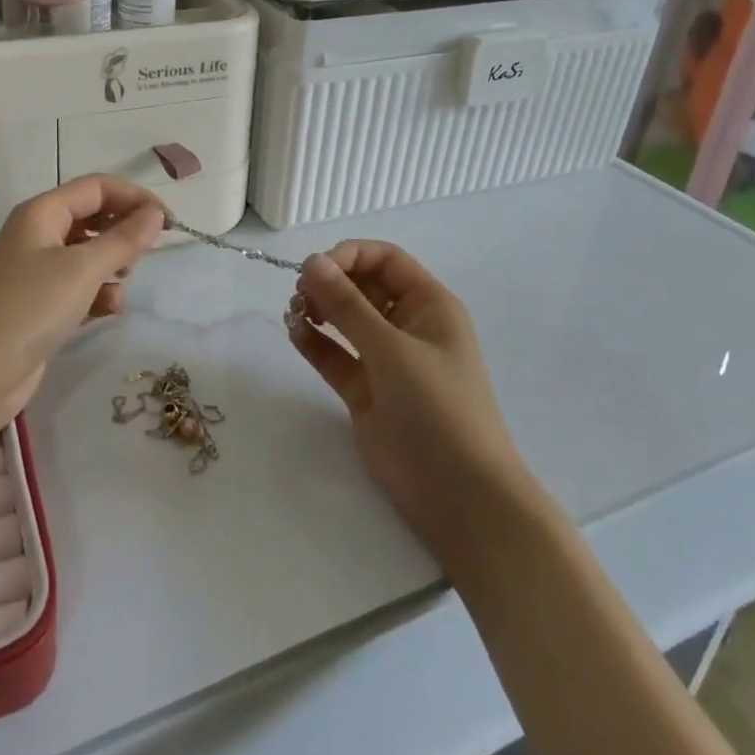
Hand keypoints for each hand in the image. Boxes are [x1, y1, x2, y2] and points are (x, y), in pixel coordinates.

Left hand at [0, 175, 163, 440]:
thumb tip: (155, 214)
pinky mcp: (41, 303)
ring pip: (89, 253)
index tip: (169, 222)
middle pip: (93, 217)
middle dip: (123, 232)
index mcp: (42, 212)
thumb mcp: (82, 270)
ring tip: (121, 287)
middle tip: (147, 255)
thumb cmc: (29, 310)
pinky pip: (80, 285)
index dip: (135, 198)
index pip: (98, 187)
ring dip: (112, 266)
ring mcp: (38, 269)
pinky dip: (98, 293)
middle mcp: (39, 234)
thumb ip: (123, 240)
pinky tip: (108, 311)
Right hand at [288, 241, 529, 569]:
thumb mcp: (392, 350)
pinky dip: (314, 342)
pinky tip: (294, 334)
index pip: (385, 260)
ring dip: (318, 310)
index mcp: (429, 306)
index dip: (350, 256)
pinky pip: (335, 355)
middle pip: (362, 286)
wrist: (459, 498)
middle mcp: (407, 326)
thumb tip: (311, 261)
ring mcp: (385, 360)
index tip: (315, 269)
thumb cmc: (438, 409)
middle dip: (329, 284)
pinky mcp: (365, 392)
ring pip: (345, 320)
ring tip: (294, 315)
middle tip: (299, 296)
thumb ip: (348, 306)